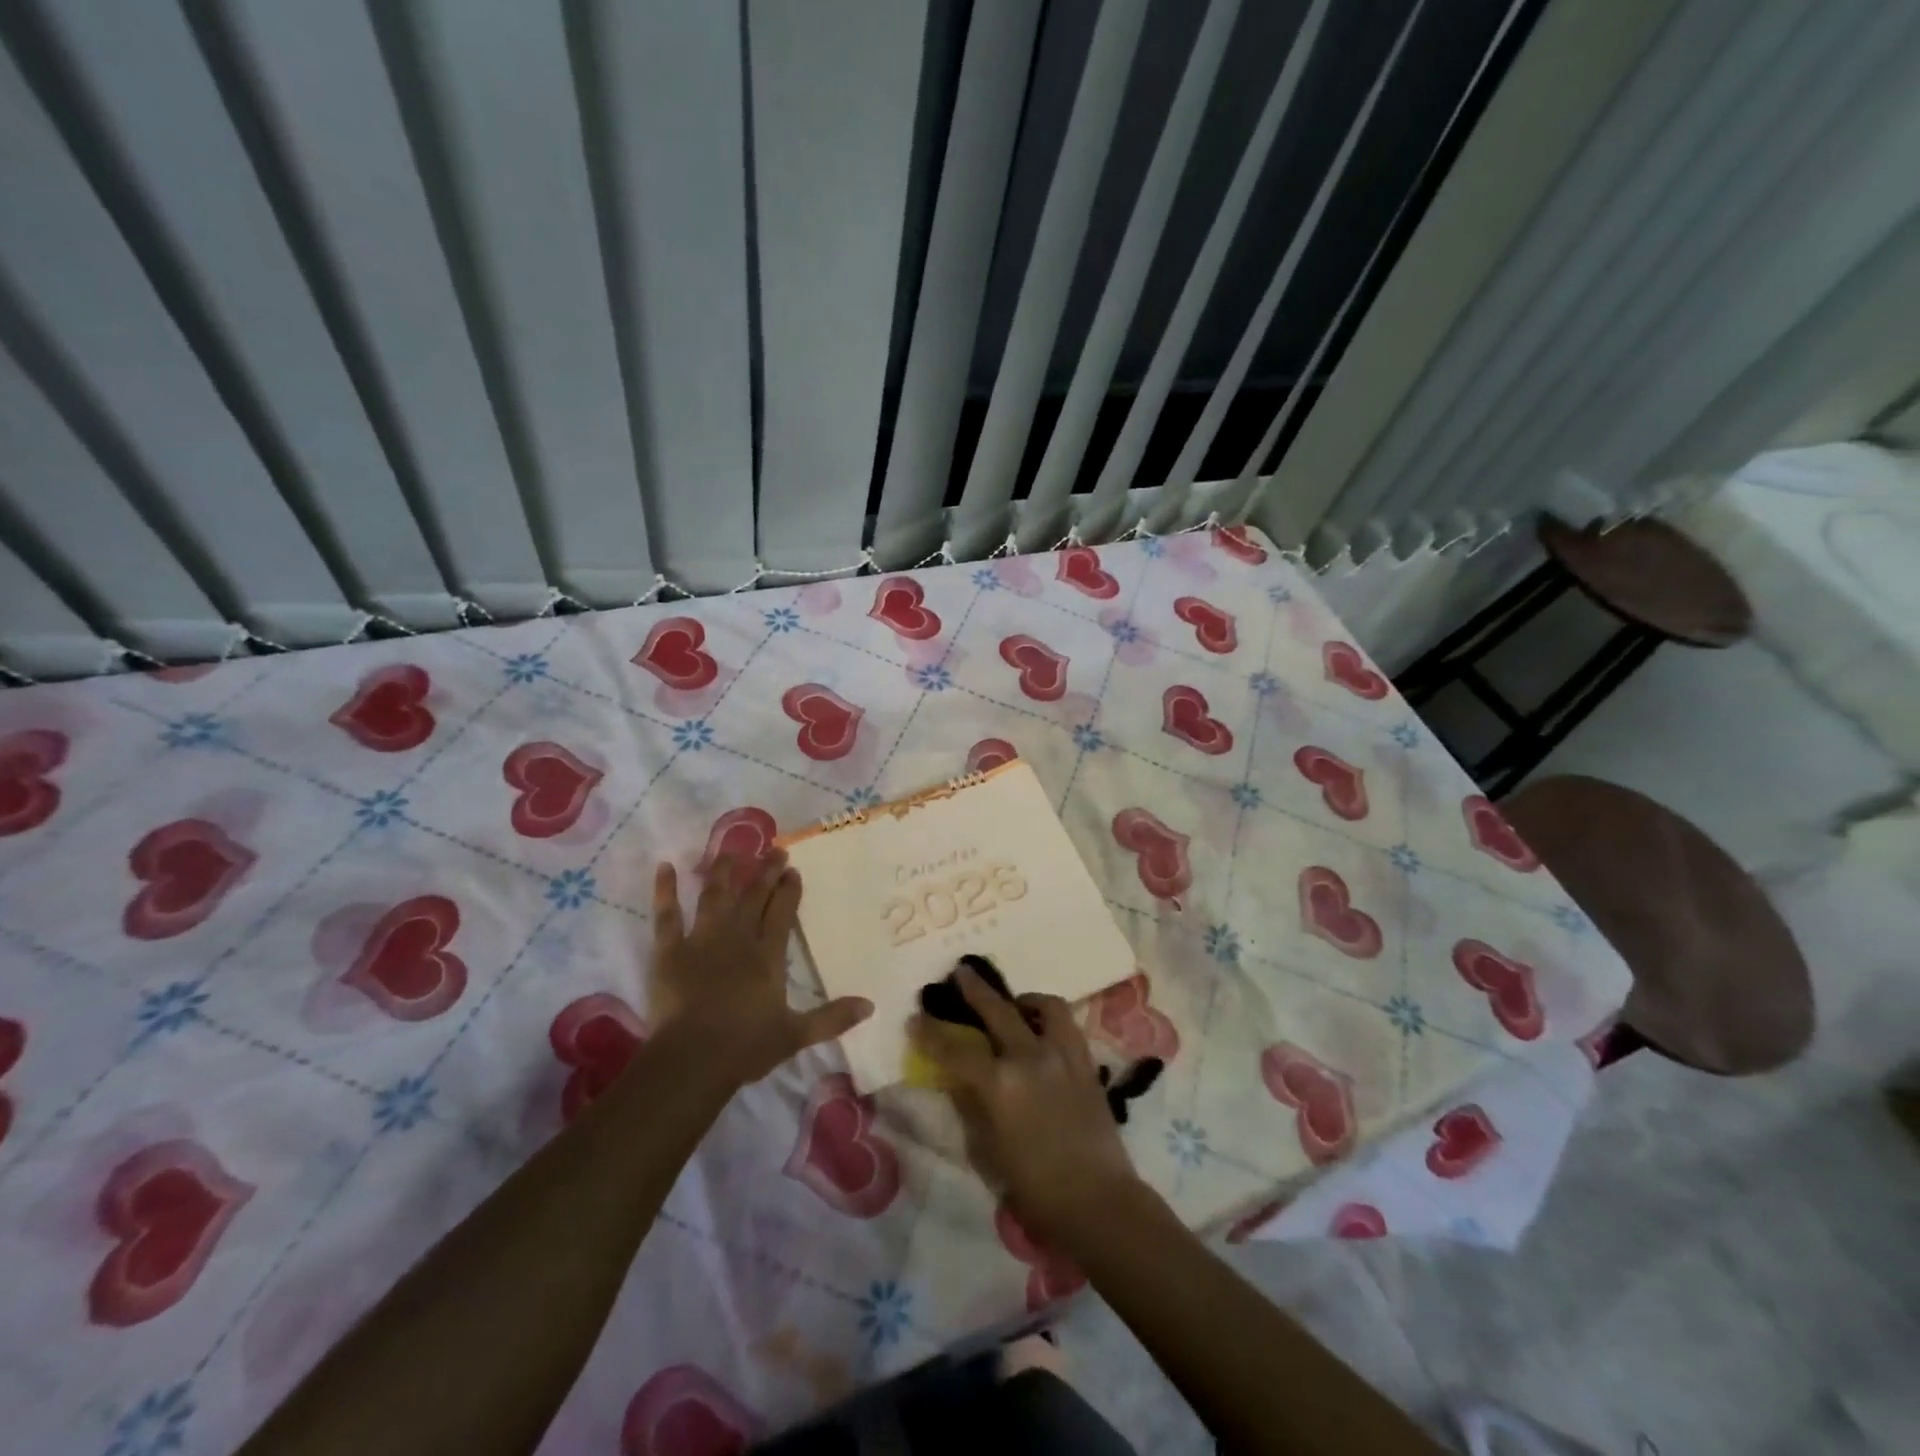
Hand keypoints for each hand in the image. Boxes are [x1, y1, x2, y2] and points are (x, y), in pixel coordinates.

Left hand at [649, 852, 871, 1086]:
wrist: (692, 1059)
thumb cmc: (745, 1046)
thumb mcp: (795, 1035)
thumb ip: (832, 1018)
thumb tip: (871, 1005)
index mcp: (767, 956)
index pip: (781, 914)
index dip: (788, 891)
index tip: (793, 870)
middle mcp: (737, 939)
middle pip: (753, 898)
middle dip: (765, 873)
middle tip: (774, 851)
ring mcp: (701, 941)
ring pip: (714, 896)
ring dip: (723, 872)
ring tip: (730, 851)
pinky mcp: (669, 952)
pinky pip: (667, 916)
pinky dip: (665, 891)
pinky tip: (665, 867)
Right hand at [909, 964, 1142, 1251]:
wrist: (1097, 1200)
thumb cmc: (1034, 1187)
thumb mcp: (987, 1150)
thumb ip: (971, 1105)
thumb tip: (958, 1077)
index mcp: (1000, 1085)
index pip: (956, 1049)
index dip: (931, 1033)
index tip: (915, 1019)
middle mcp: (1030, 1058)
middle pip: (997, 1010)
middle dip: (974, 990)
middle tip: (960, 972)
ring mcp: (1062, 1055)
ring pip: (1043, 1006)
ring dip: (1022, 999)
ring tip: (1014, 1003)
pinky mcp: (1086, 1061)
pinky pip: (1067, 1024)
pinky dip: (1049, 1018)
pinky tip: (1041, 1028)